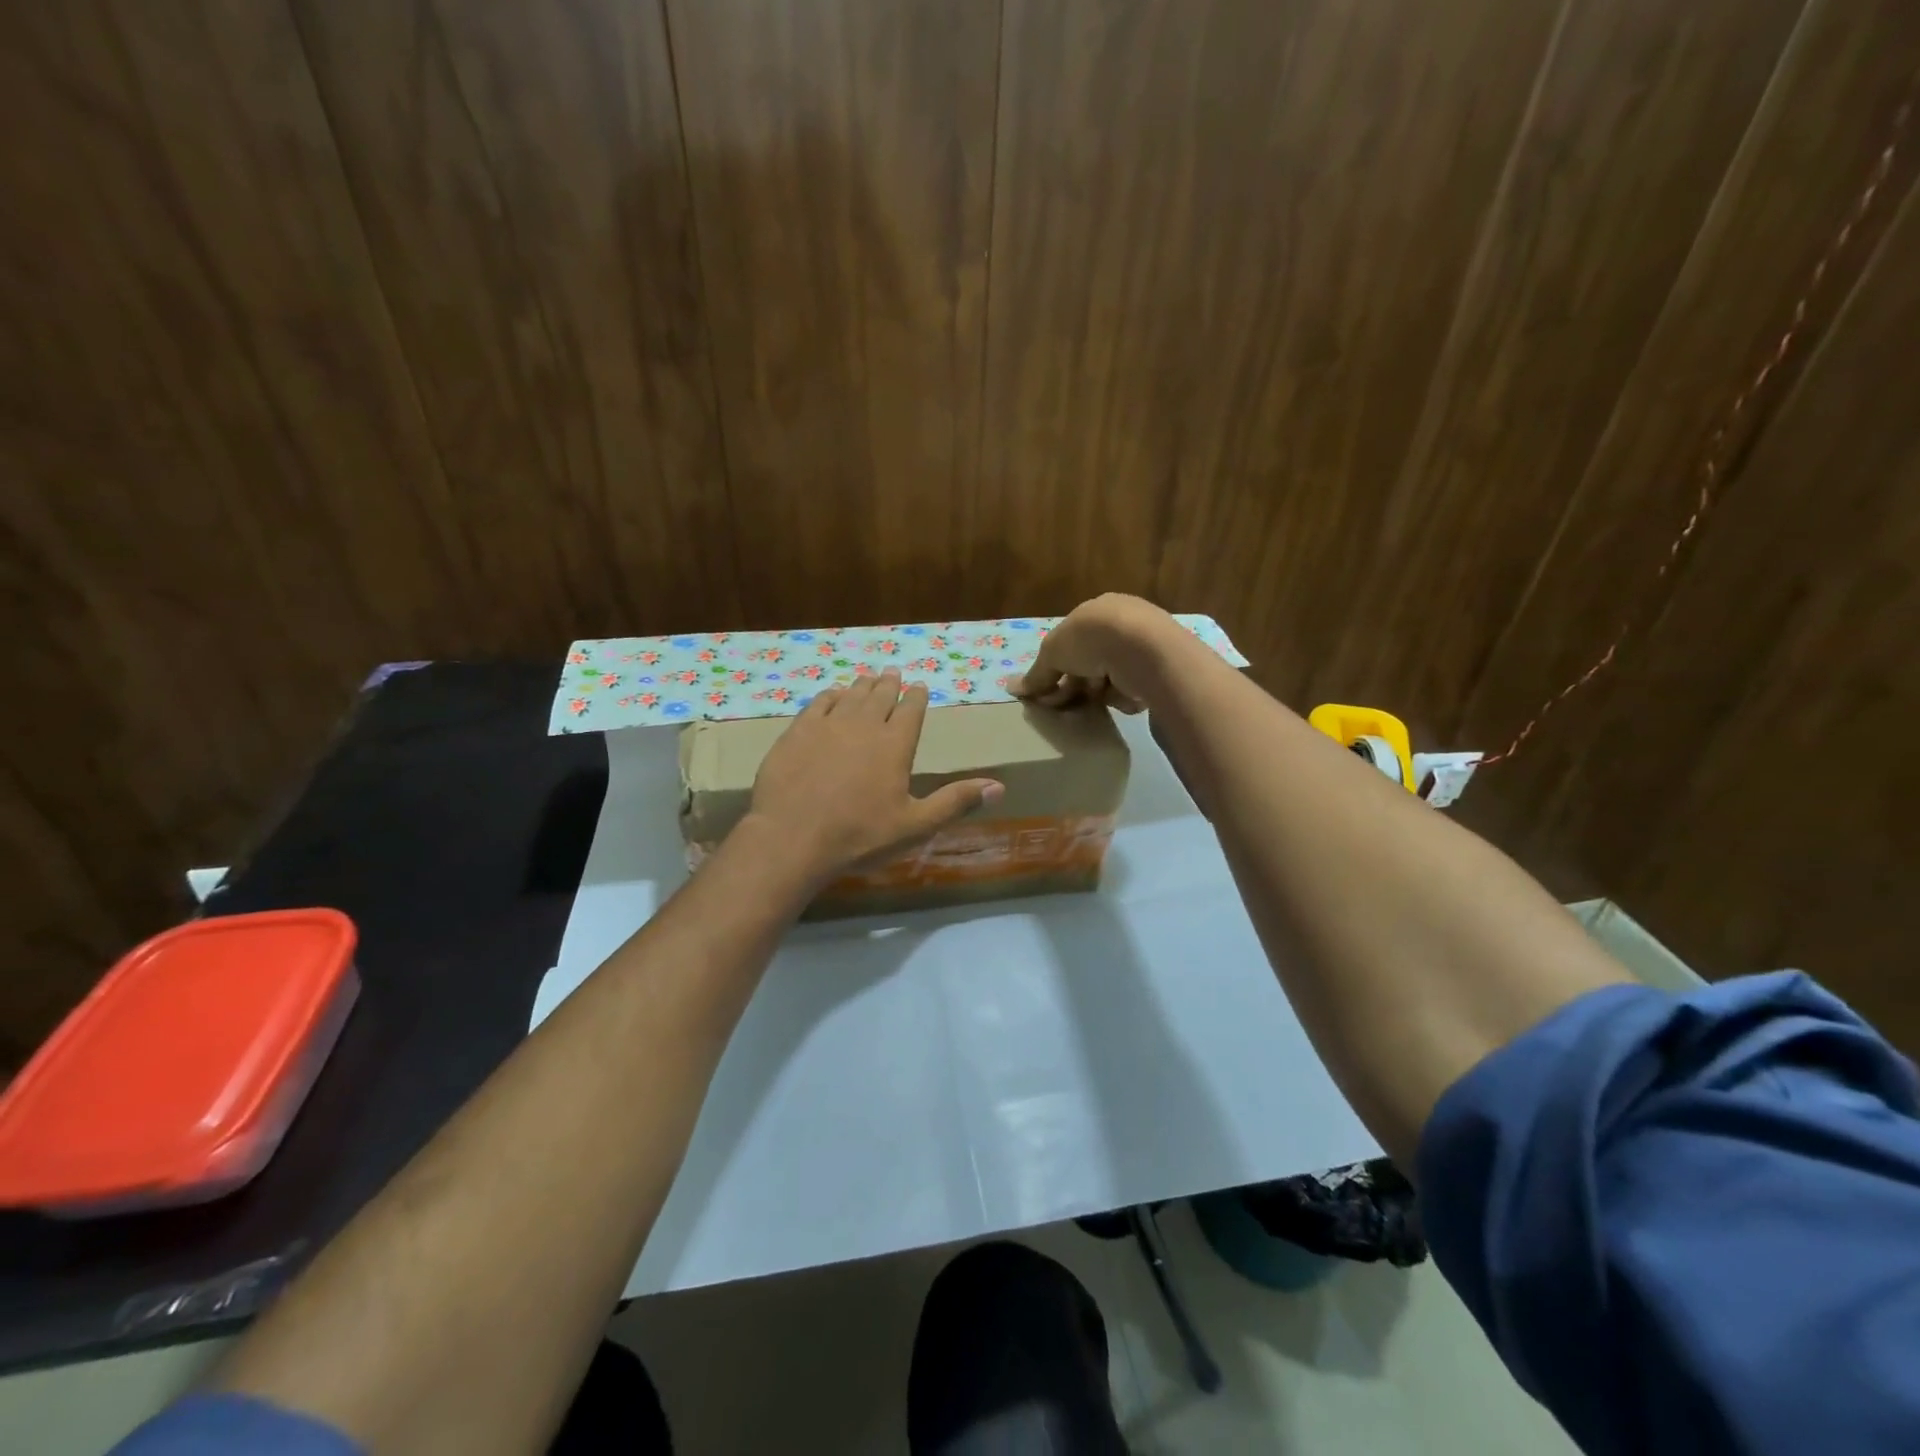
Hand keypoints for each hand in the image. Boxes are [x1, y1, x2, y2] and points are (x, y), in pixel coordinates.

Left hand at [745, 669, 1003, 881]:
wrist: (793, 838)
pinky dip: (830, 696)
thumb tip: (1000, 786)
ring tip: (868, 678)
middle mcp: (864, 725)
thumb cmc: (860, 836)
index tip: (919, 686)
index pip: (911, 711)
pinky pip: (818, 704)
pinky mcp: (797, 732)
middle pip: (880, 696)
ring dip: (862, 685)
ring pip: (850, 696)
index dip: (917, 697)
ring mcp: (827, 725)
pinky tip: (832, 695)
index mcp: (895, 745)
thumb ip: (955, 802)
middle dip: (889, 684)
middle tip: (893, 673)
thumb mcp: (915, 826)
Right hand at [1009, 594, 1185, 711]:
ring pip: (1112, 678)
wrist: (1146, 650)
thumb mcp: (1053, 652)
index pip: (1072, 641)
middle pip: (1091, 661)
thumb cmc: (1093, 639)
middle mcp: (1124, 623)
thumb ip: (1037, 673)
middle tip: (1066, 704)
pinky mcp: (1163, 669)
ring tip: (1096, 701)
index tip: (1048, 691)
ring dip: (1100, 692)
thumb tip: (1013, 688)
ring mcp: (1146, 646)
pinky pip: (1134, 689)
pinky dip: (1125, 697)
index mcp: (1098, 610)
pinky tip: (1123, 699)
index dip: (1057, 666)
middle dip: (1076, 683)